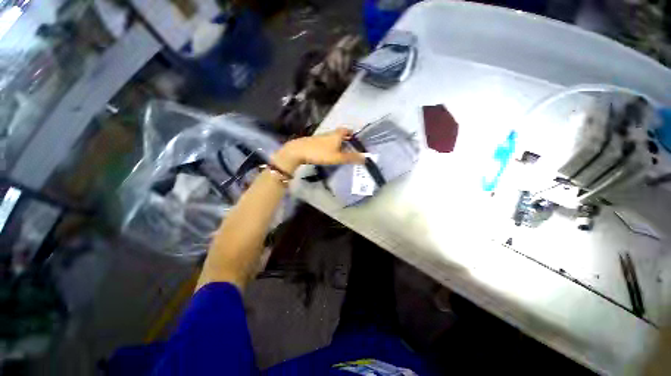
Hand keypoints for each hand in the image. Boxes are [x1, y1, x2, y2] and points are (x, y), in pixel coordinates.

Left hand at [271, 128, 364, 173]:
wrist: (298, 151)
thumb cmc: (320, 153)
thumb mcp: (337, 157)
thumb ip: (351, 158)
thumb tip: (366, 158)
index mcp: (336, 135)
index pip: (346, 130)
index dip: (352, 133)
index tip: (356, 138)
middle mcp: (329, 134)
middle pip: (339, 134)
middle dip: (346, 139)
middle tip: (351, 147)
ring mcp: (320, 138)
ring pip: (332, 138)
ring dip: (338, 143)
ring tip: (342, 152)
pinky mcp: (314, 143)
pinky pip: (326, 143)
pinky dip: (331, 147)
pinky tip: (330, 154)